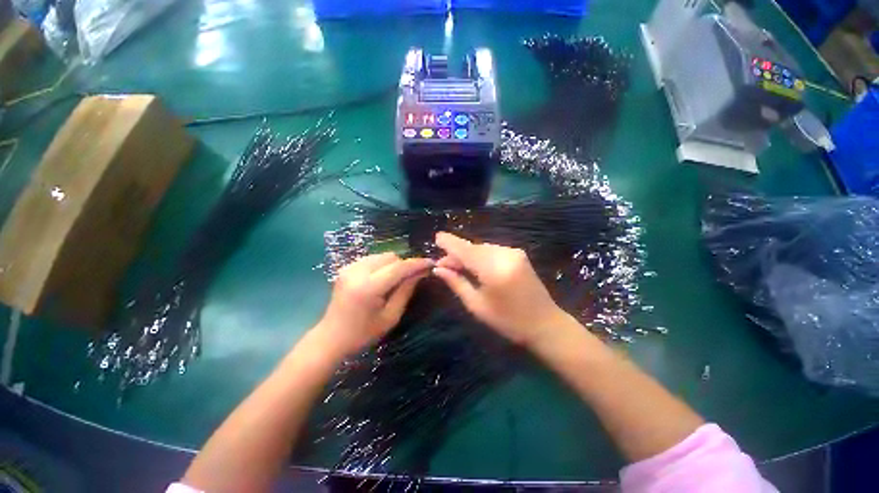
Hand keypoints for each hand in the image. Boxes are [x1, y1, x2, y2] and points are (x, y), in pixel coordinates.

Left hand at [316, 253, 432, 357]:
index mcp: (368, 287)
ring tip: (396, 280)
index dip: (417, 263)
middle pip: (391, 257)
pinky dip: (382, 265)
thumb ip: (406, 290)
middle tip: (412, 277)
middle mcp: (357, 271)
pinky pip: (372, 258)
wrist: (331, 337)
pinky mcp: (346, 267)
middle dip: (404, 265)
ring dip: (394, 264)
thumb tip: (421, 272)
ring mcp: (349, 267)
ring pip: (382, 255)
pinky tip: (382, 279)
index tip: (431, 263)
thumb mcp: (390, 316)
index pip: (399, 267)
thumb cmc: (363, 333)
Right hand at [432, 232, 570, 346]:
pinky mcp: (519, 254)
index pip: (465, 250)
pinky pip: (492, 250)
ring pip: (482, 248)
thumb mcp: (477, 306)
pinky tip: (474, 265)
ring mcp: (514, 252)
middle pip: (473, 248)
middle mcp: (505, 255)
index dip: (449, 243)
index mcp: (494, 269)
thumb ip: (457, 283)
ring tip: (457, 266)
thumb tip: (438, 269)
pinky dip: (480, 256)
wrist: (546, 324)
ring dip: (468, 255)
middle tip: (443, 265)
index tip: (436, 237)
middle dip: (457, 253)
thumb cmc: (508, 321)